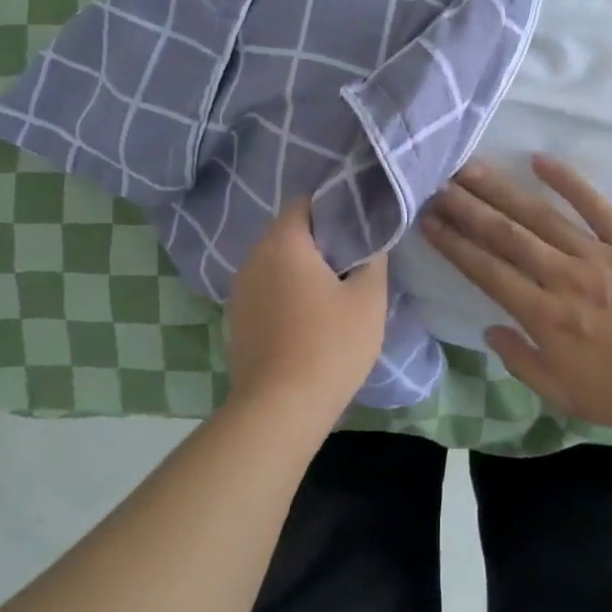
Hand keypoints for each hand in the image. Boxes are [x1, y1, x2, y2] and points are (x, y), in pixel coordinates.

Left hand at [227, 200, 389, 423]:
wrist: (280, 409)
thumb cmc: (330, 345)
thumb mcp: (369, 298)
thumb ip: (374, 259)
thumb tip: (372, 242)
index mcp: (283, 242)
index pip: (305, 203)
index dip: (334, 207)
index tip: (359, 225)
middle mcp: (254, 257)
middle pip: (288, 232)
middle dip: (320, 240)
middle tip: (353, 258)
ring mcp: (240, 290)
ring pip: (276, 262)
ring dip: (301, 268)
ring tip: (333, 289)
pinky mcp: (236, 319)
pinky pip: (266, 289)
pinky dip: (286, 292)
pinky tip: (308, 317)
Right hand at [421, 156, 611, 433]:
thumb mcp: (568, 397)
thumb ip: (523, 362)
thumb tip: (490, 329)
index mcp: (545, 317)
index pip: (488, 272)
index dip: (455, 245)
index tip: (429, 221)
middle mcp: (563, 277)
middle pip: (506, 235)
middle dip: (467, 208)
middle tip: (436, 184)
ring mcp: (598, 254)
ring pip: (539, 216)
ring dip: (501, 190)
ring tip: (469, 168)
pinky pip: (595, 205)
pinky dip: (568, 181)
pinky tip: (541, 160)